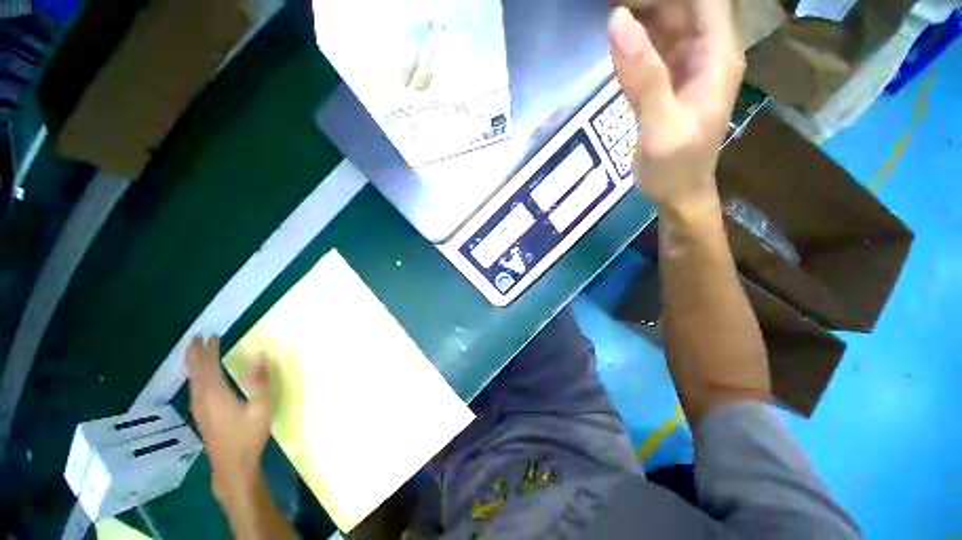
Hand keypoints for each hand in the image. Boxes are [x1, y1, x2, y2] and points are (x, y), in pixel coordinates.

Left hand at [186, 336, 271, 502]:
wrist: (232, 466)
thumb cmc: (248, 435)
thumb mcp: (261, 408)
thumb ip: (259, 381)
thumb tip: (260, 355)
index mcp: (215, 394)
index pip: (208, 366)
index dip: (209, 350)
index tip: (213, 335)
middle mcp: (202, 399)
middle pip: (195, 372)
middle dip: (194, 354)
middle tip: (195, 337)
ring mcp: (199, 409)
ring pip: (192, 381)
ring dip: (192, 364)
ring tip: (193, 352)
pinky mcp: (201, 415)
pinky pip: (194, 388)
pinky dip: (194, 376)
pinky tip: (198, 378)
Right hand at [609, 1, 743, 210]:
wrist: (678, 195)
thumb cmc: (676, 168)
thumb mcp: (660, 126)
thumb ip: (643, 77)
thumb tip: (617, 20)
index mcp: (716, 56)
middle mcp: (706, 53)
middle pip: (683, 4)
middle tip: (609, 0)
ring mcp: (686, 67)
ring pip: (666, 22)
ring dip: (639, 11)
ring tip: (606, 9)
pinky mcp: (668, 82)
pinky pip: (652, 48)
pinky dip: (634, 38)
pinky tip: (613, 35)